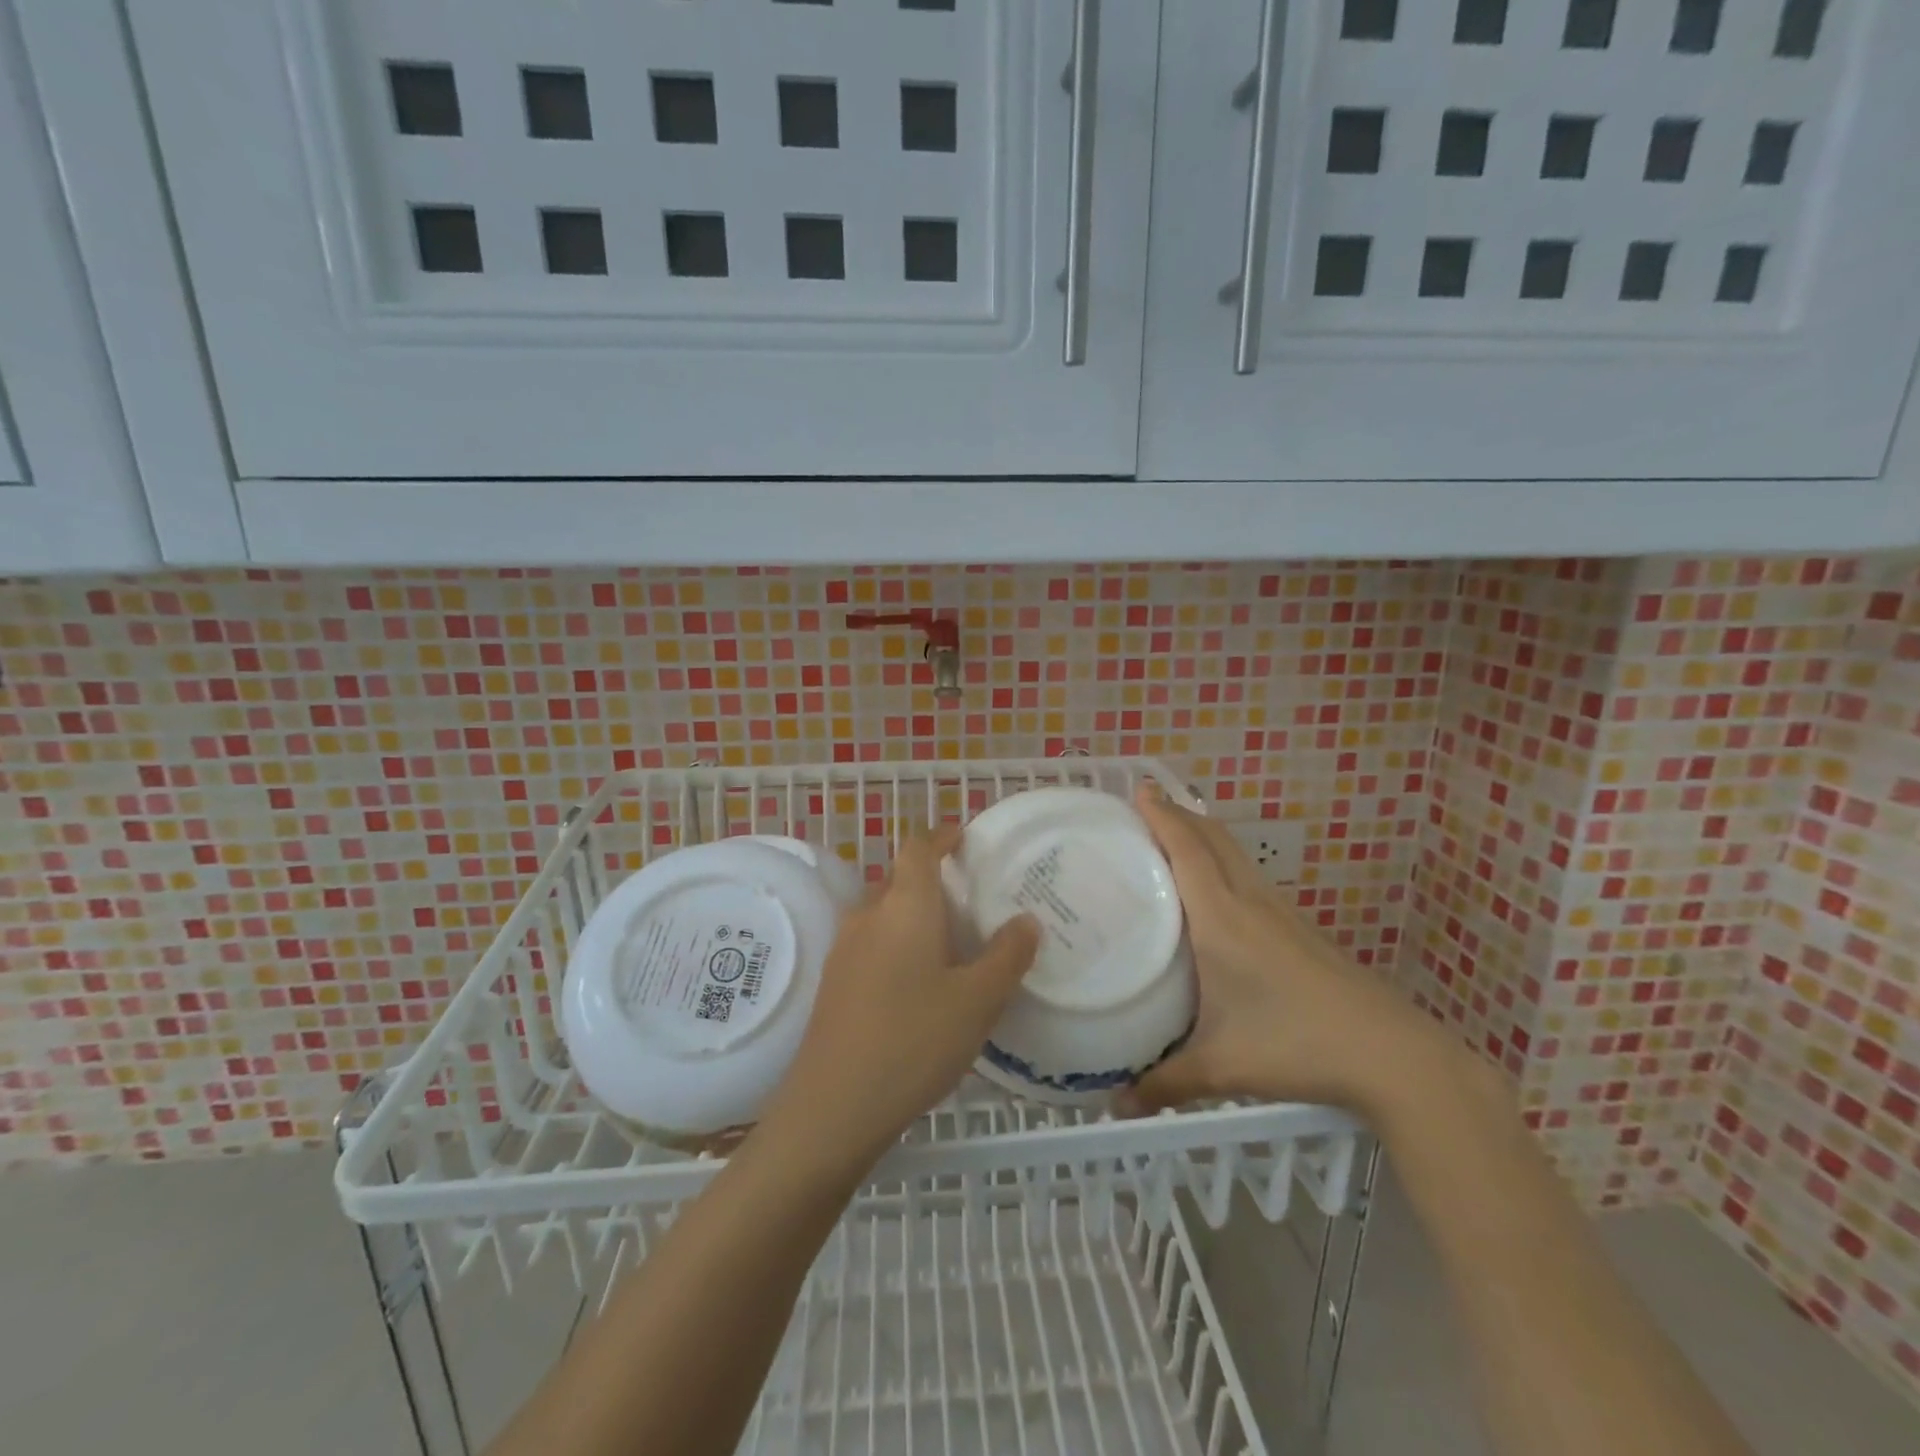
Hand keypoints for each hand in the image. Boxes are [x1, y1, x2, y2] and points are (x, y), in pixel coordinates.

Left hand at [765, 826, 1040, 1166]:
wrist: (833, 1106)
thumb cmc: (914, 1040)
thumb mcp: (977, 1000)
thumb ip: (1007, 956)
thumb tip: (1026, 920)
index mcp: (905, 906)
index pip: (918, 848)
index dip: (941, 836)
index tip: (964, 838)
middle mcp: (869, 915)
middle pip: (900, 880)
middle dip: (933, 881)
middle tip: (972, 902)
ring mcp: (845, 949)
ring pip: (885, 914)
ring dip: (915, 917)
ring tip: (952, 945)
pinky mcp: (834, 983)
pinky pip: (872, 944)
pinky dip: (898, 946)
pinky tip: (919, 986)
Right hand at [1120, 785, 1453, 1118]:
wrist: (1393, 1055)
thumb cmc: (1297, 1046)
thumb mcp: (1221, 1067)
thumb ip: (1164, 1083)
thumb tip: (1113, 1106)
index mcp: (1222, 918)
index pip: (1187, 848)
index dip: (1161, 814)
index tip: (1137, 788)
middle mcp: (1250, 902)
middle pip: (1212, 837)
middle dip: (1178, 814)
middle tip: (1144, 808)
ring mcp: (1281, 912)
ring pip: (1235, 854)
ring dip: (1203, 835)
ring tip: (1172, 839)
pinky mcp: (1300, 928)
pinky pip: (1250, 876)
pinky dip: (1224, 862)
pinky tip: (1217, 892)